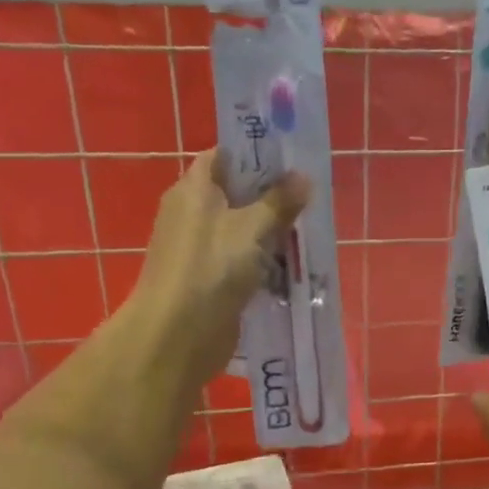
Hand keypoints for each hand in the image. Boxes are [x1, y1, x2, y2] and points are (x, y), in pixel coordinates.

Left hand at [125, 150, 309, 387]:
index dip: (256, 153)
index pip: (225, 156)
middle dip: (273, 196)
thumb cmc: (211, 270)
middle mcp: (193, 213)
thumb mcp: (251, 229)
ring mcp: (201, 249)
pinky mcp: (211, 280)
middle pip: (237, 194)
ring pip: (243, 230)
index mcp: (193, 189)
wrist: (176, 336)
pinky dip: (264, 262)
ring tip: (310, 230)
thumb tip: (303, 178)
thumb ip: (279, 202)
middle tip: (311, 196)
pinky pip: (243, 261)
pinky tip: (293, 266)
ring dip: (272, 232)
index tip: (292, 157)